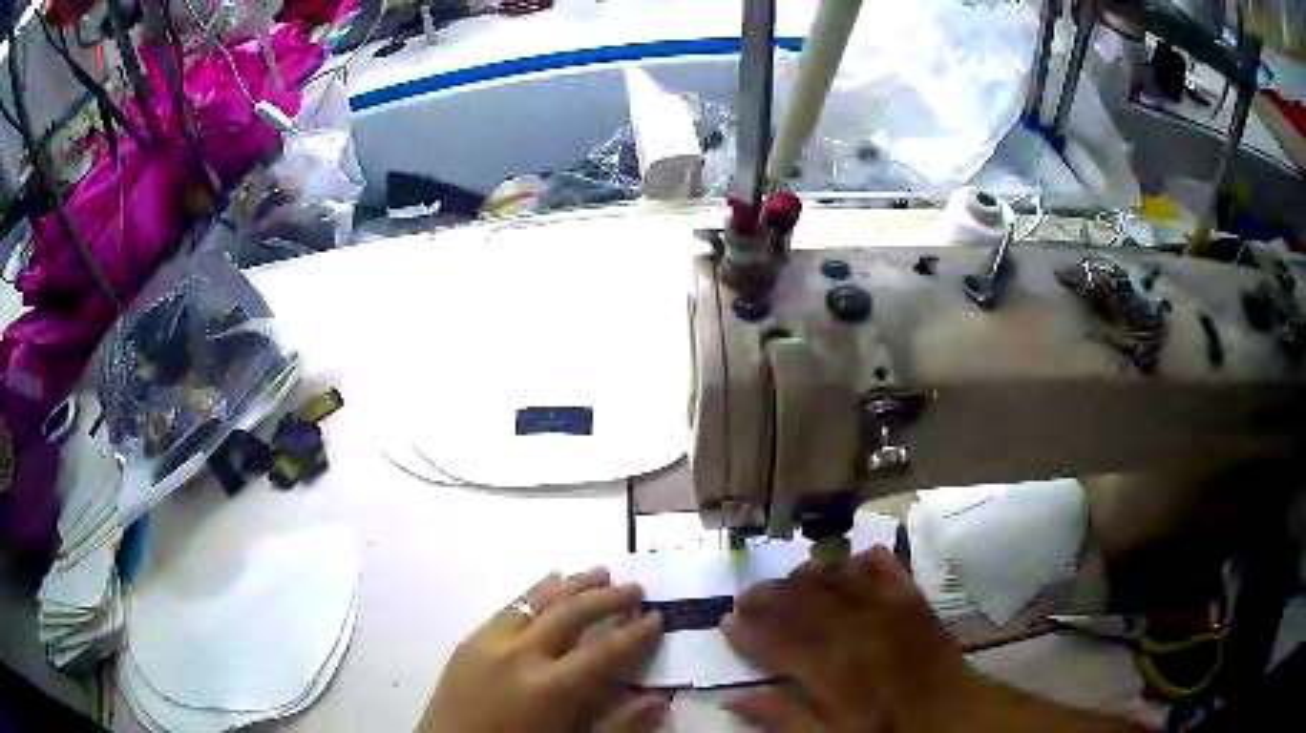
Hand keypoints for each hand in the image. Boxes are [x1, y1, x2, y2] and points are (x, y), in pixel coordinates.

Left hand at [420, 567, 667, 732]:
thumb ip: (617, 725)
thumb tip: (658, 700)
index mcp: (551, 688)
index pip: (605, 652)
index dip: (635, 634)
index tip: (657, 617)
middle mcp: (521, 655)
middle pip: (572, 613)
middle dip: (608, 597)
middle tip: (635, 588)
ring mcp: (489, 643)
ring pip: (538, 601)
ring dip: (572, 585)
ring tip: (598, 572)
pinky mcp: (469, 642)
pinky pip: (508, 607)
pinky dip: (534, 592)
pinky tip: (546, 584)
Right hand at [721, 546, 974, 732]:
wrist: (951, 714)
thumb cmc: (887, 730)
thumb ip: (782, 718)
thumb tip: (733, 698)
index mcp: (832, 668)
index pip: (776, 642)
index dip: (747, 630)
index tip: (725, 620)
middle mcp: (855, 629)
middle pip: (802, 603)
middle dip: (769, 596)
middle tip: (747, 595)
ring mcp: (887, 609)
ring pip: (836, 579)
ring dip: (808, 576)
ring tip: (789, 579)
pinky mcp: (912, 599)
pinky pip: (884, 567)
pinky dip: (862, 560)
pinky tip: (850, 561)